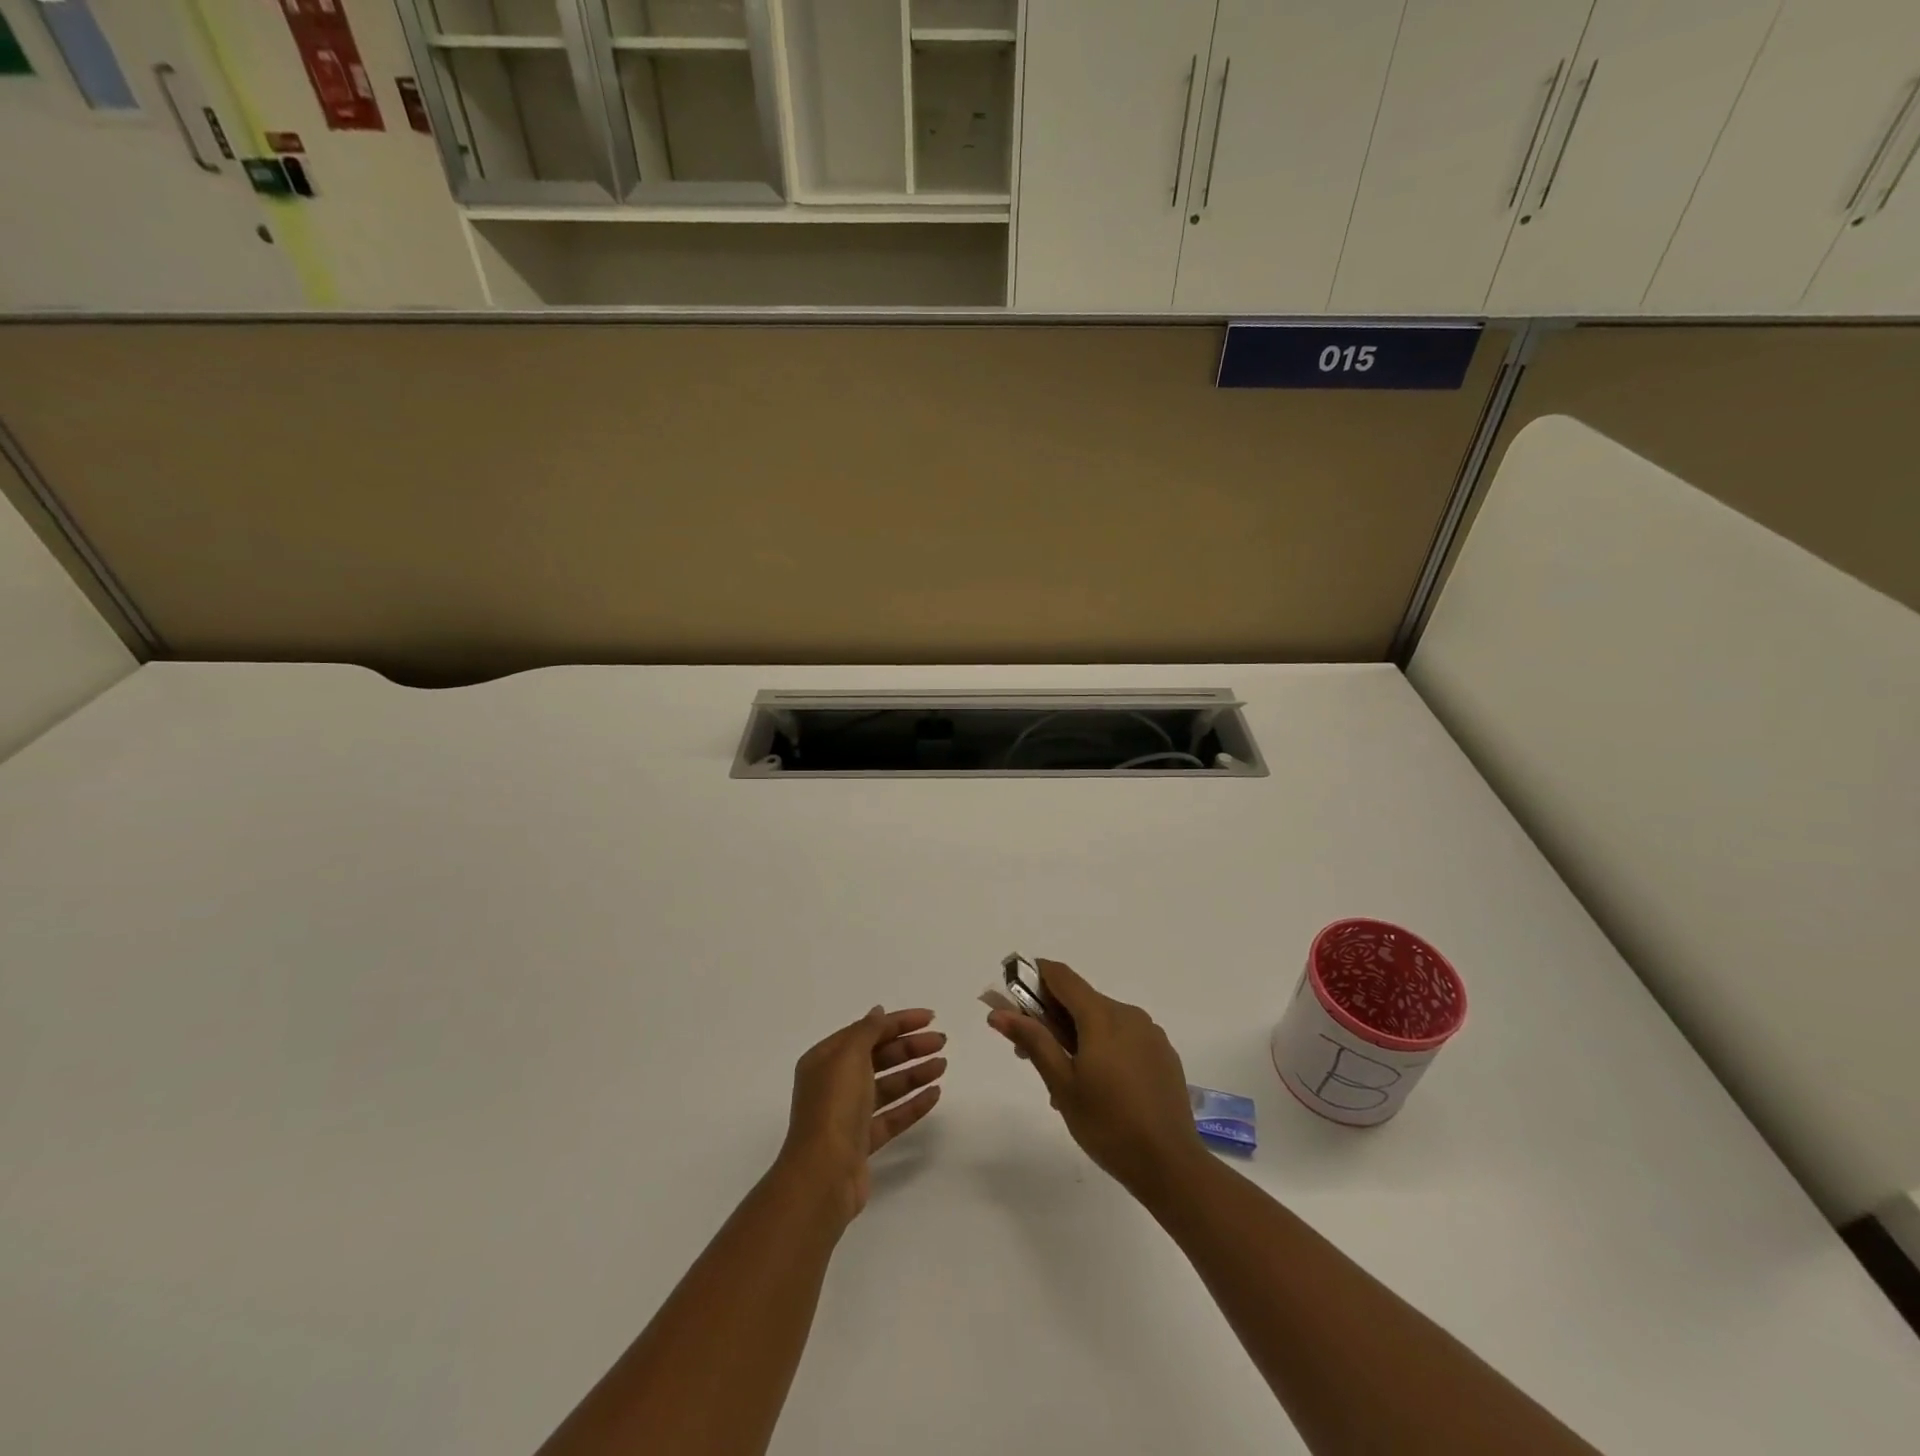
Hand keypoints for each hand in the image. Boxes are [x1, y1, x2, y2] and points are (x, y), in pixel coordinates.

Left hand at [778, 1006, 945, 1223]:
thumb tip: (878, 1012)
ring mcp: (848, 1115)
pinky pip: (891, 1116)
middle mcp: (835, 1084)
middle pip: (878, 1057)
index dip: (899, 1021)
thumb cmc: (834, 1107)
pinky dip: (912, 1104)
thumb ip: (868, 1031)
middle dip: (910, 1047)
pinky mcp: (862, 1143)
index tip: (931, 1017)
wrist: (822, 1176)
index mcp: (825, 1059)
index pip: (867, 1031)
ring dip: (915, 1073)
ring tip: (943, 1065)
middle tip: (941, 1042)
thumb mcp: (849, 1057)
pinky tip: (935, 1094)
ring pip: (887, 1086)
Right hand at [988, 960, 1204, 1195]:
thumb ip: (1033, 1040)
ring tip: (1064, 1084)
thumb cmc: (1108, 1124)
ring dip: (1076, 1037)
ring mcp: (1150, 1033)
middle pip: (1081, 1000)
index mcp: (1102, 1016)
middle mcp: (1128, 1014)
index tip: (1013, 997)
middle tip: (1027, 1054)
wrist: (1171, 1166)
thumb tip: (998, 1011)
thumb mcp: (1062, 1084)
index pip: (1061, 975)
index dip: (1034, 977)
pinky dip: (1103, 1048)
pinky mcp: (1163, 1054)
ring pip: (1102, 1021)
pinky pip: (1123, 1038)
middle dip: (1050, 1018)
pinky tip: (1098, 1088)